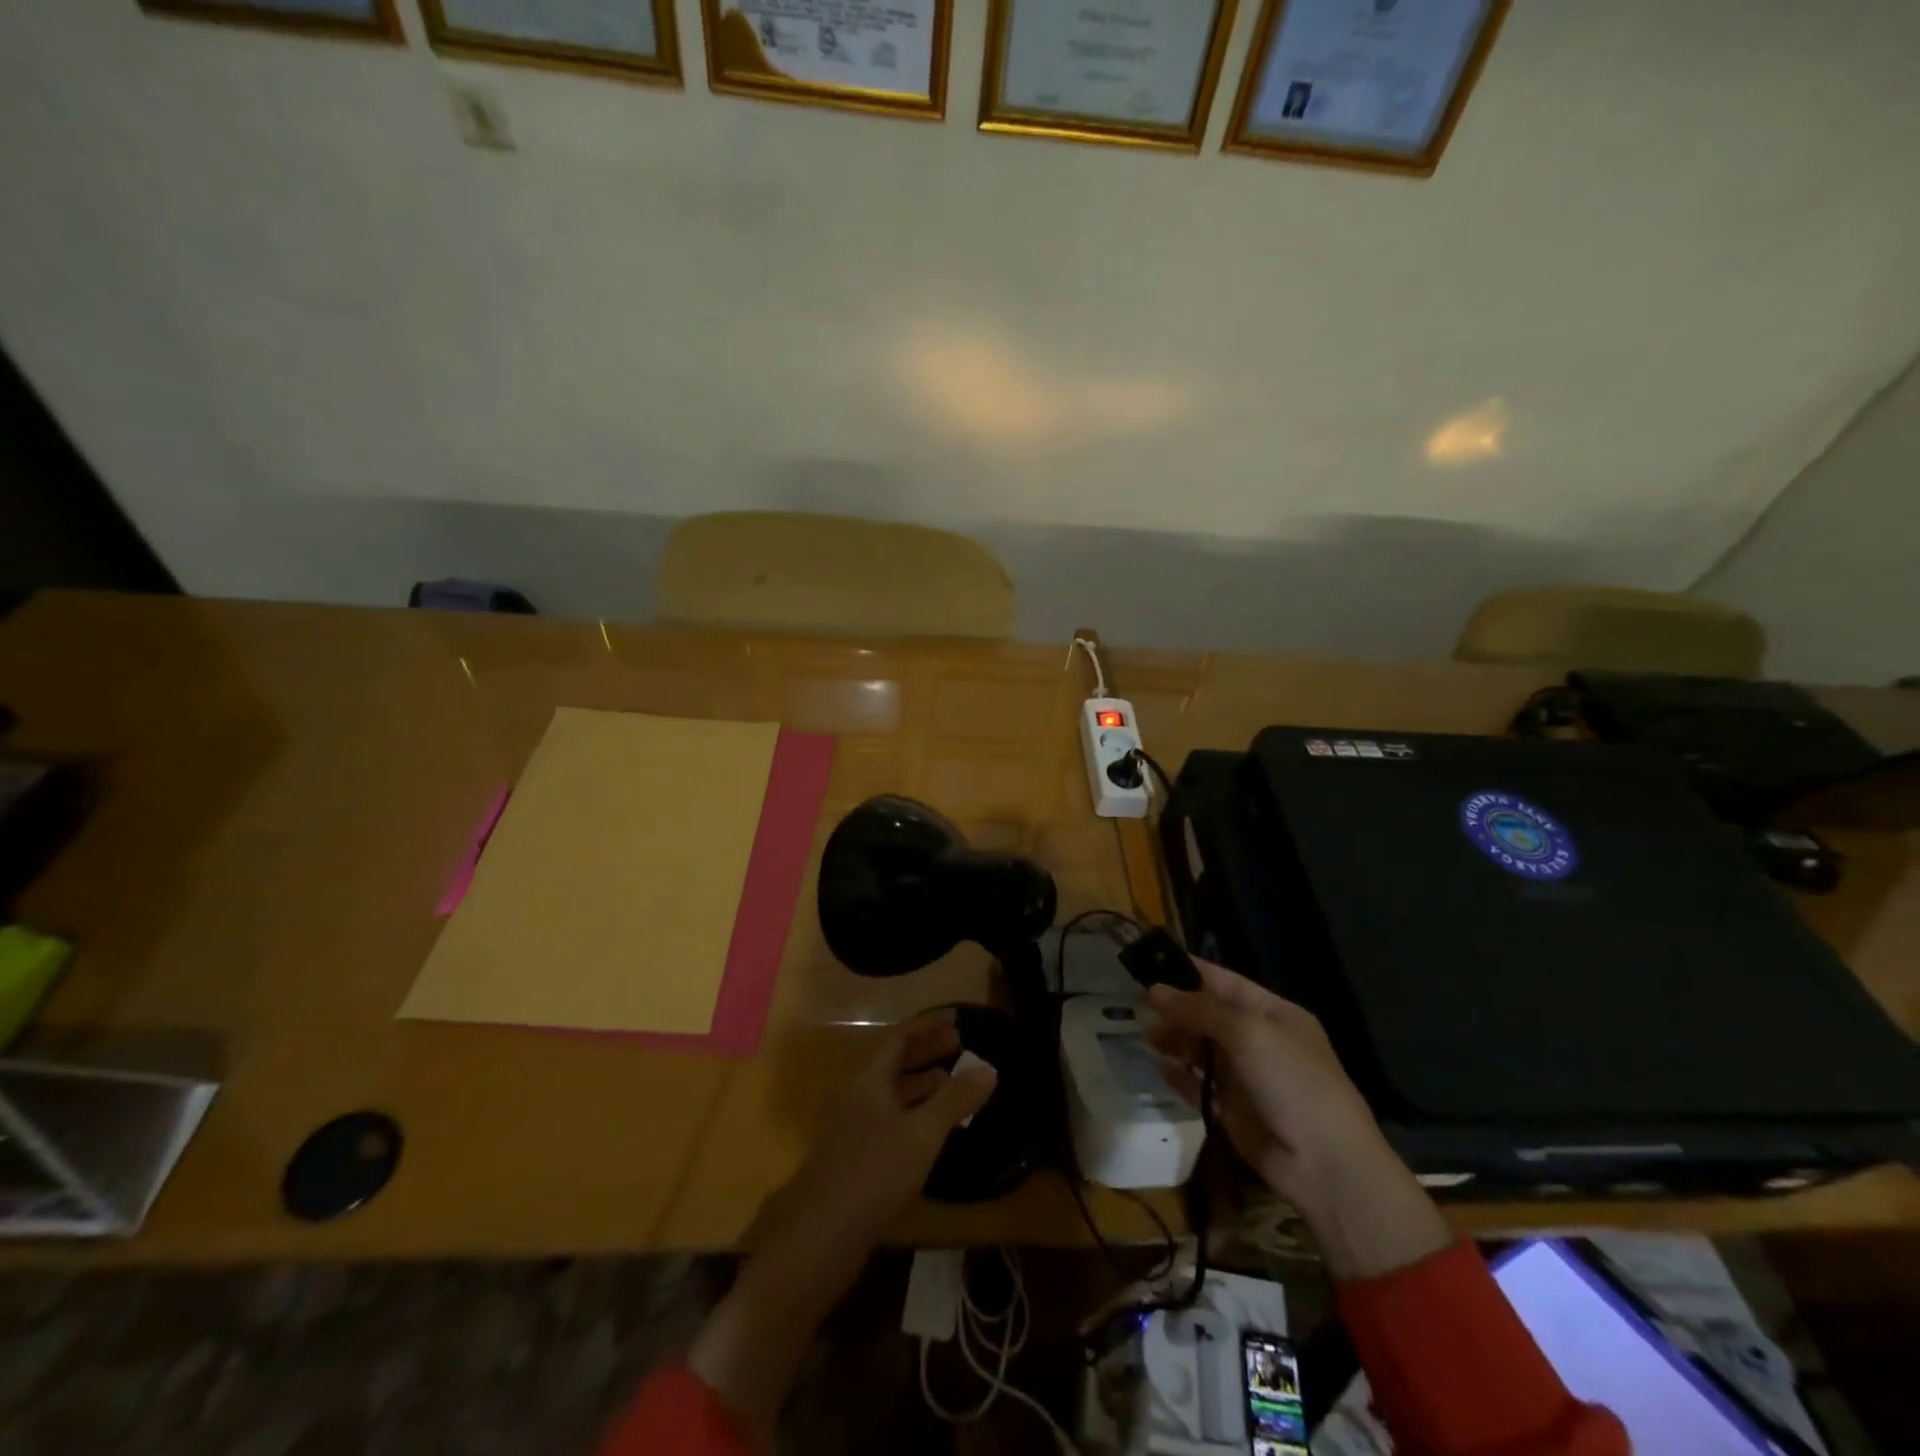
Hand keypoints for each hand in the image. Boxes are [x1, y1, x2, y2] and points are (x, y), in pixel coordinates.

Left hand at [764, 1008, 997, 1264]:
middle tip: (961, 1046)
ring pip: (892, 1094)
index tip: (957, 1018)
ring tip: (954, 1082)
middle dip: (928, 1052)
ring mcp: (853, 1128)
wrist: (819, 1237)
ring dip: (922, 1084)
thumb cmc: (873, 1173)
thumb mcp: (922, 1134)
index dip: (929, 1025)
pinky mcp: (854, 1159)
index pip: (900, 1038)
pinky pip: (889, 1120)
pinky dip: (914, 1113)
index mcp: (870, 1080)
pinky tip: (932, 1132)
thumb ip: (955, 1099)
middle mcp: (858, 1096)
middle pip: (895, 1063)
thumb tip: (989, 1068)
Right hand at [1148, 960, 1451, 1279]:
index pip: (1222, 981)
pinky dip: (1178, 1075)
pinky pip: (1197, 1084)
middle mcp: (1257, 1039)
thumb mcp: (1248, 1032)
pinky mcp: (1231, 1109)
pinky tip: (1159, 1067)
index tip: (1149, 963)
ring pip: (1199, 1048)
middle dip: (1175, 1007)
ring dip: (1173, 1039)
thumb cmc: (1292, 1081)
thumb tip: (1155, 990)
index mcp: (1271, 1012)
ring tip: (1145, 1035)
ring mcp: (1244, 1076)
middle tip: (1136, 1002)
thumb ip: (1199, 1008)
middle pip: (1207, 1014)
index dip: (1188, 971)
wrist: (1325, 1164)